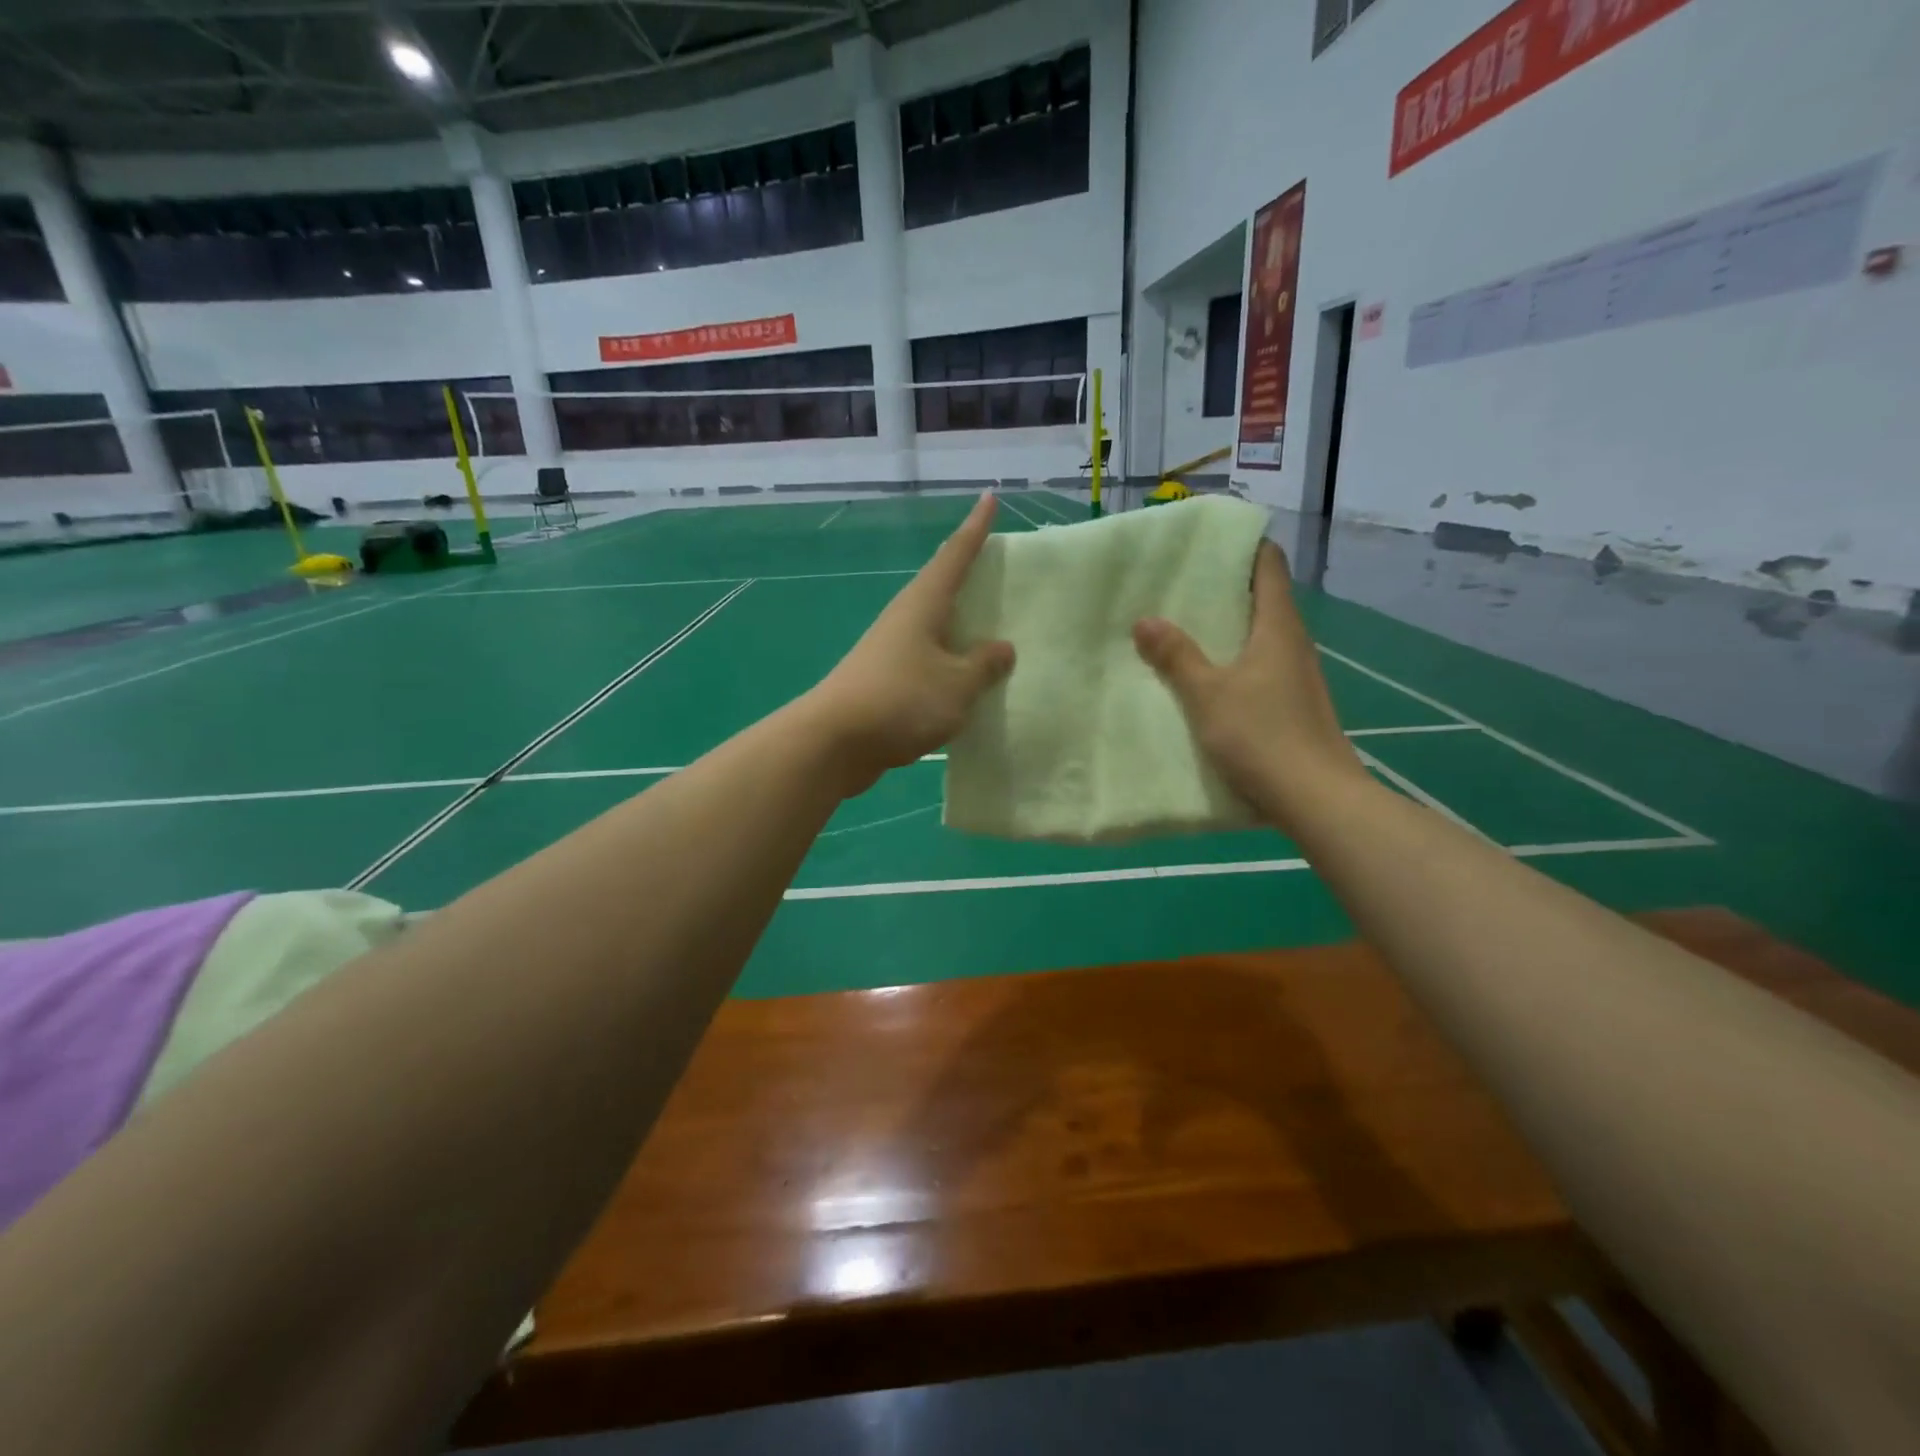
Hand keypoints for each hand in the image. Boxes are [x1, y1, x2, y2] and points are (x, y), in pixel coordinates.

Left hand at [806, 494, 1015, 795]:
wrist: (835, 742)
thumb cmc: (902, 700)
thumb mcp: (958, 683)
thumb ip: (984, 664)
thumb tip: (1002, 648)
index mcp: (923, 604)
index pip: (955, 555)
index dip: (976, 528)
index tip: (990, 498)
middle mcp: (905, 618)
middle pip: (941, 587)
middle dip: (968, 575)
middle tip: (999, 568)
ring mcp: (891, 650)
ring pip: (934, 627)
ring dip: (960, 625)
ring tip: (991, 628)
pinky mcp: (885, 680)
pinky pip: (928, 661)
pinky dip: (950, 663)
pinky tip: (965, 680)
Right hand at [1132, 540, 1365, 825]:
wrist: (1316, 799)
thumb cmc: (1262, 735)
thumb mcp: (1208, 694)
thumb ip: (1176, 657)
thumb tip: (1145, 620)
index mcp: (1279, 628)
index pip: (1269, 567)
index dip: (1244, 548)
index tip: (1209, 544)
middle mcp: (1295, 645)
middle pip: (1265, 600)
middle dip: (1226, 590)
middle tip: (1181, 588)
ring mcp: (1299, 677)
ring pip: (1263, 638)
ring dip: (1230, 630)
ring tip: (1187, 631)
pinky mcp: (1296, 706)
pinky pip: (1263, 669)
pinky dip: (1237, 662)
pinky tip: (1210, 680)